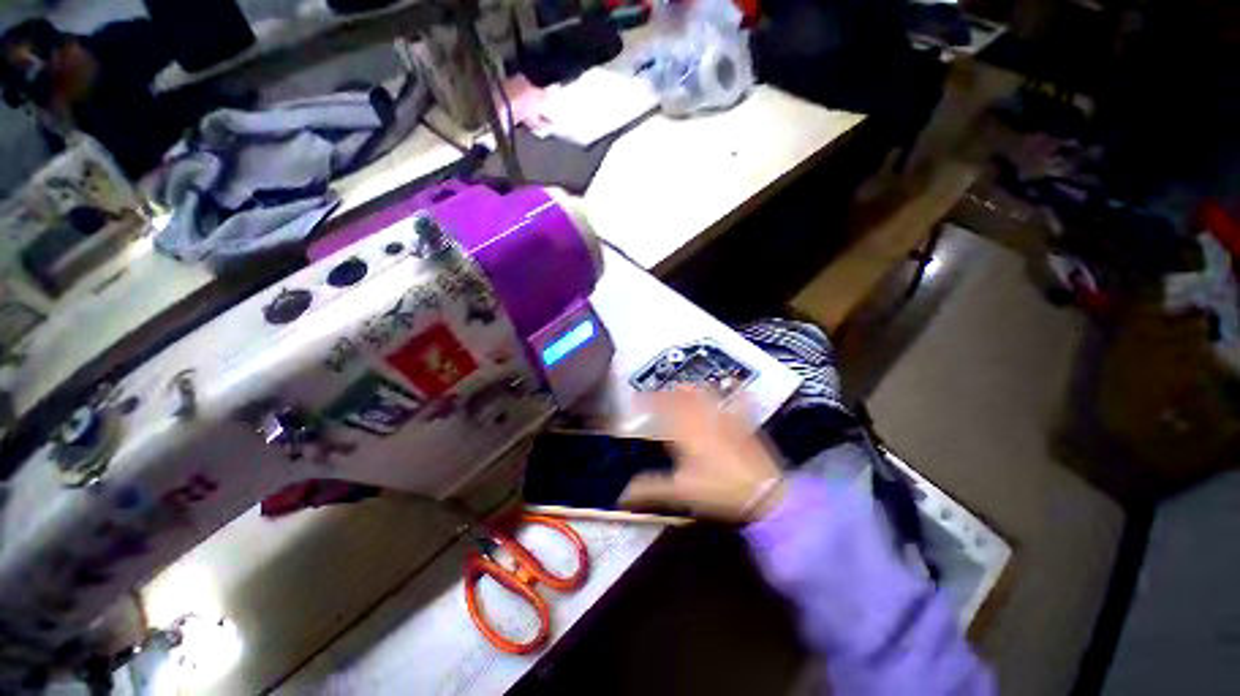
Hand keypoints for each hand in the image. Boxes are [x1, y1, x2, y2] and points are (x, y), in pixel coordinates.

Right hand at [619, 388, 786, 522]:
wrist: (763, 492)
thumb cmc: (719, 490)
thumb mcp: (680, 491)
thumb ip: (650, 489)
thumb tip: (623, 494)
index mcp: (686, 430)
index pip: (663, 407)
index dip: (647, 400)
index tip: (636, 400)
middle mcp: (705, 418)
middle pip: (685, 396)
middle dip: (670, 392)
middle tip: (662, 394)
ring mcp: (726, 419)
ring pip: (707, 395)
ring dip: (694, 389)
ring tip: (686, 389)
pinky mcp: (744, 426)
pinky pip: (740, 403)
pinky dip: (736, 395)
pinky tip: (737, 390)